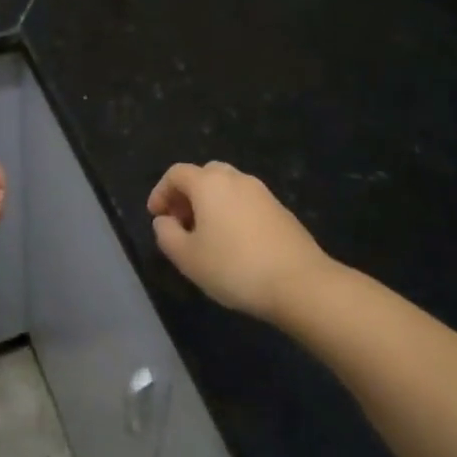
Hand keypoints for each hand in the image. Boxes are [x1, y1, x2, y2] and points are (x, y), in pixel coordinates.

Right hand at [147, 162, 332, 321]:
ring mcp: (262, 192)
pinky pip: (246, 202)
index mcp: (209, 183)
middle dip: (187, 195)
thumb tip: (164, 221)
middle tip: (181, 223)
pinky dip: (232, 213)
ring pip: (227, 188)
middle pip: (204, 175)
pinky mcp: (281, 210)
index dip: (161, 191)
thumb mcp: (187, 258)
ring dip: (211, 204)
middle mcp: (236, 179)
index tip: (156, 216)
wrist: (300, 283)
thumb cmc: (234, 267)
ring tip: (206, 237)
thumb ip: (166, 235)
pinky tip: (234, 244)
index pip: (176, 173)